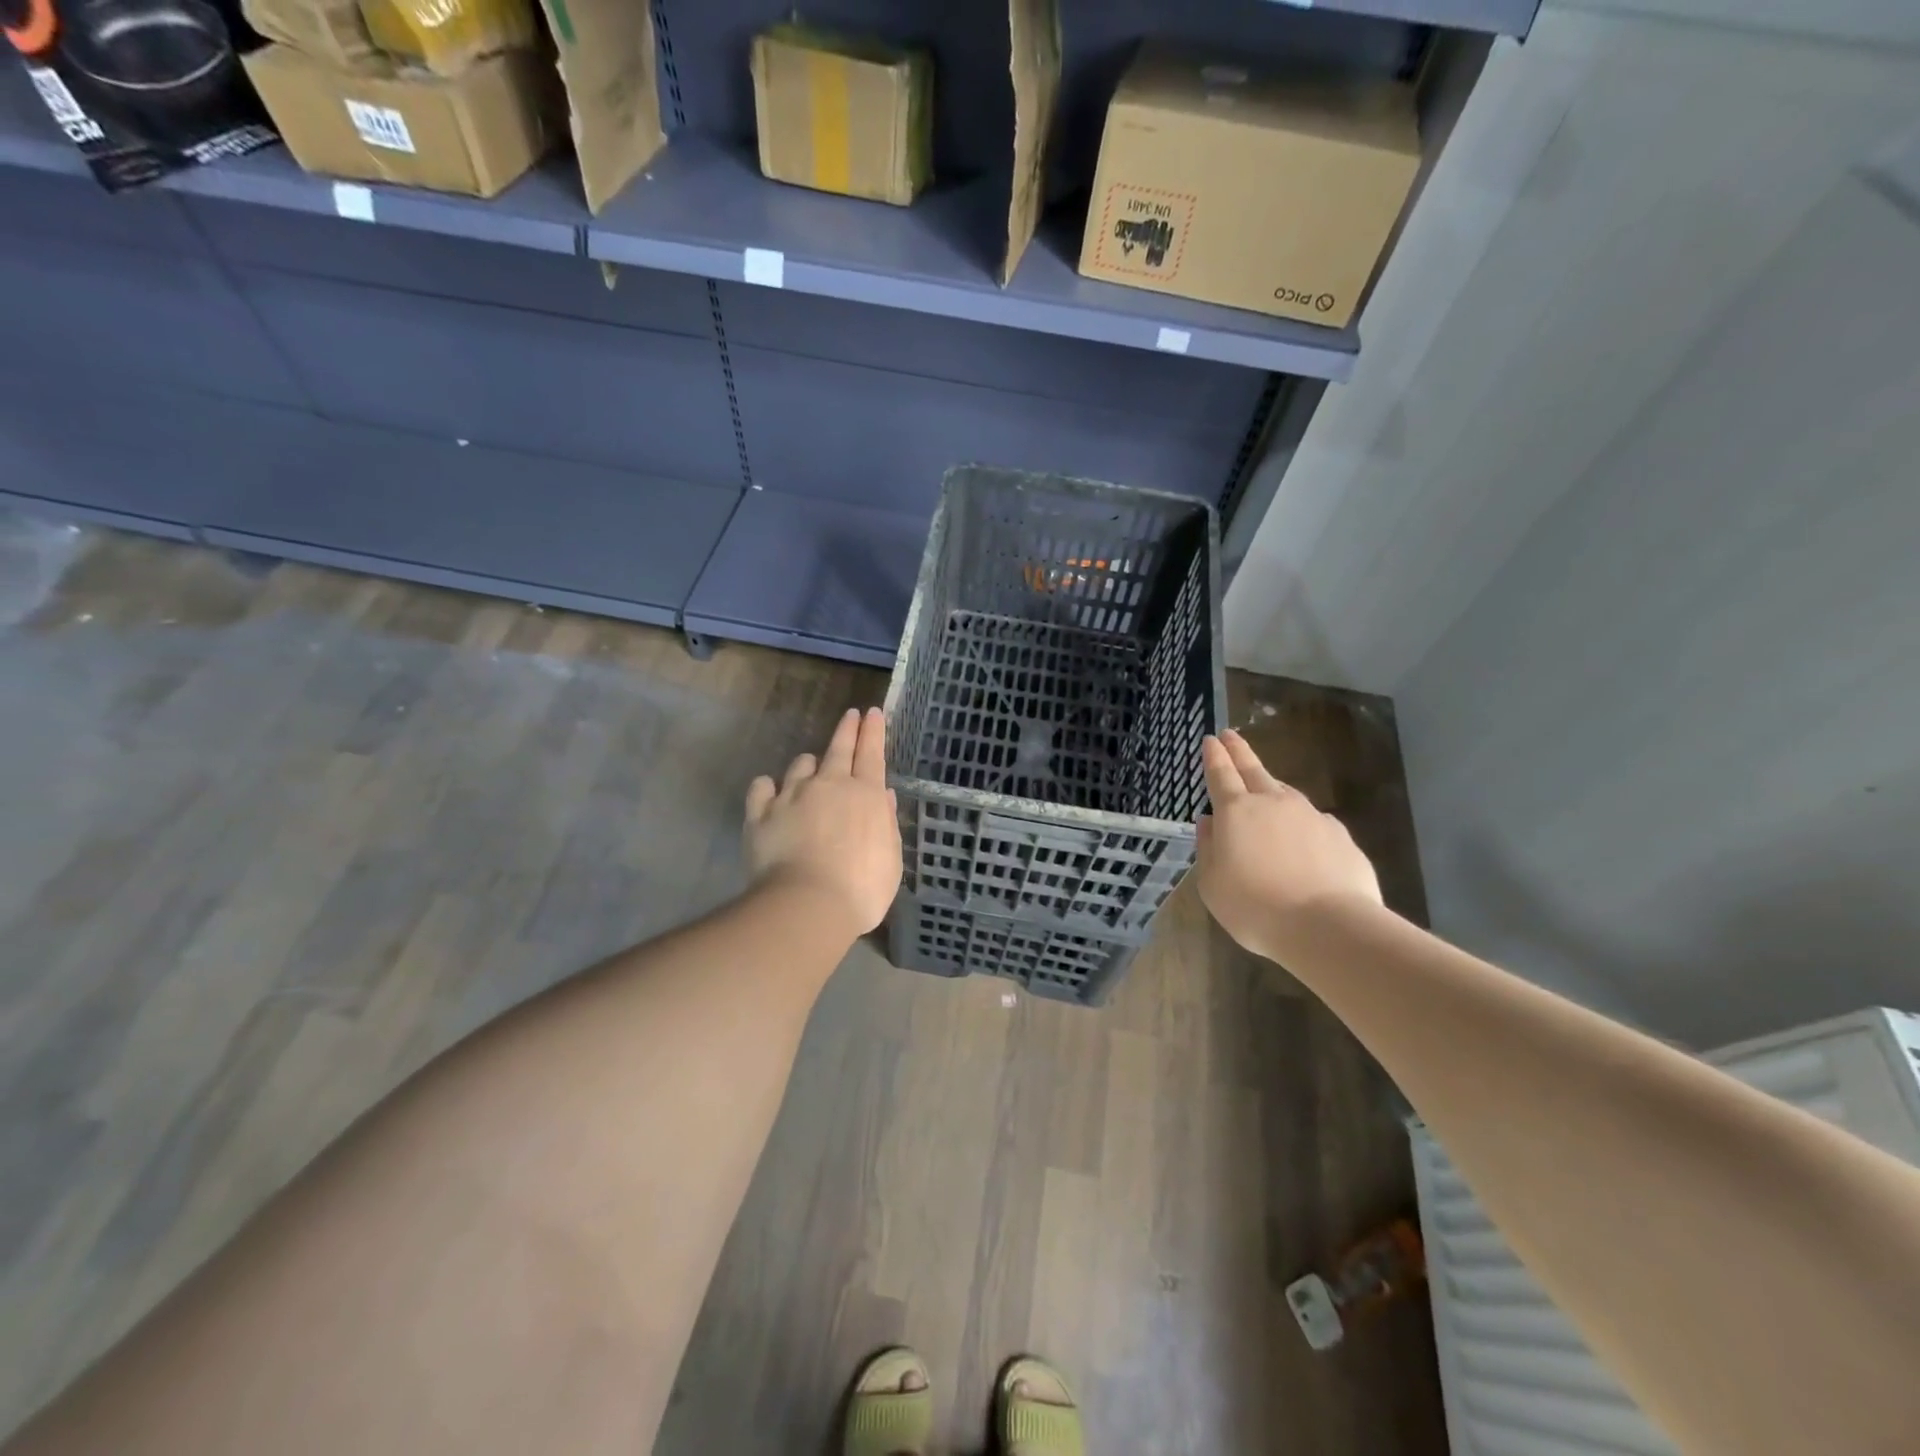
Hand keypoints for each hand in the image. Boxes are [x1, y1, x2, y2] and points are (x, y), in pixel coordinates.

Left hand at [744, 707, 902, 935]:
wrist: (808, 905)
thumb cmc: (862, 888)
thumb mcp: (890, 859)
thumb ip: (886, 824)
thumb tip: (883, 797)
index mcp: (866, 795)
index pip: (872, 753)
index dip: (873, 731)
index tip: (871, 713)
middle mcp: (829, 786)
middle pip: (838, 749)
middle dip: (846, 730)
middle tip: (850, 715)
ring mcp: (792, 796)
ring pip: (800, 766)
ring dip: (808, 765)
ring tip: (809, 770)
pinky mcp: (760, 814)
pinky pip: (761, 788)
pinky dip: (768, 787)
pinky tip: (769, 791)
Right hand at [1196, 729, 1381, 959]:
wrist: (1328, 927)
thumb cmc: (1255, 907)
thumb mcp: (1212, 884)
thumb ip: (1208, 849)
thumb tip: (1209, 823)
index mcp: (1236, 812)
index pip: (1221, 774)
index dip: (1214, 756)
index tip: (1211, 739)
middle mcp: (1273, 803)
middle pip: (1253, 769)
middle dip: (1239, 751)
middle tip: (1230, 734)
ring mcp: (1311, 816)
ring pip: (1285, 793)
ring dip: (1271, 786)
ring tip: (1264, 787)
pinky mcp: (1340, 836)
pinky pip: (1313, 821)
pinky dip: (1300, 823)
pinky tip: (1301, 840)